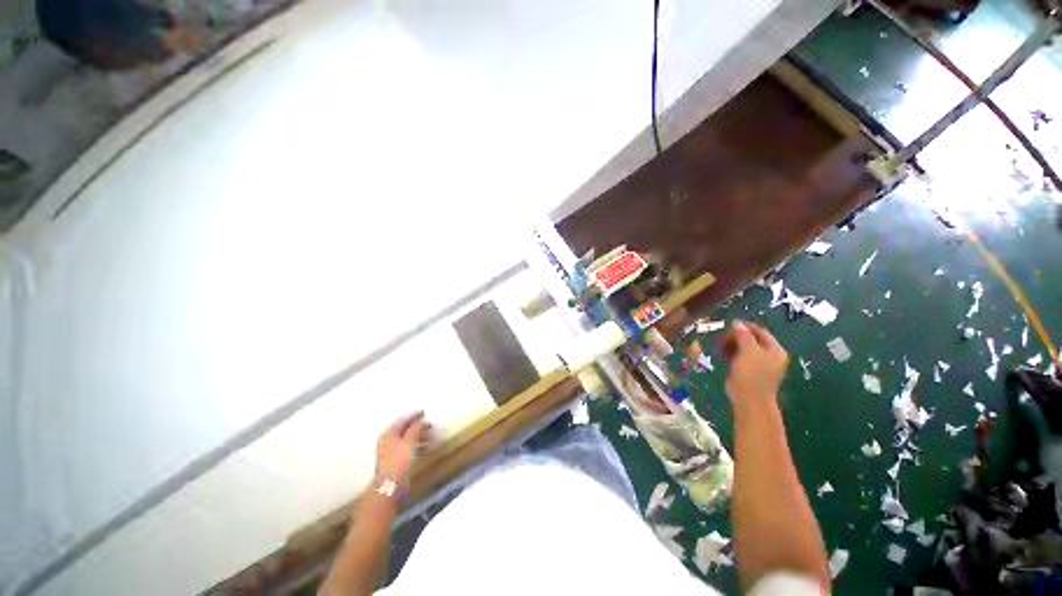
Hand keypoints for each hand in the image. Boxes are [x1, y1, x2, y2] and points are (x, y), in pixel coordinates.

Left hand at [375, 411, 431, 489]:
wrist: (389, 486)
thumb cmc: (399, 460)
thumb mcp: (410, 441)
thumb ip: (416, 428)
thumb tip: (421, 420)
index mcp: (389, 433)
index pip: (403, 420)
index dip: (414, 416)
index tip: (424, 413)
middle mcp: (387, 440)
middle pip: (404, 429)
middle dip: (418, 427)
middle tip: (429, 425)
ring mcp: (390, 451)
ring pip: (406, 439)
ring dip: (418, 437)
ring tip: (430, 437)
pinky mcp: (394, 461)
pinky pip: (407, 448)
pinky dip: (416, 445)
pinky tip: (424, 449)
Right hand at [723, 320, 788, 404]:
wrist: (749, 399)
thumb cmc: (751, 373)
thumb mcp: (748, 350)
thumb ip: (743, 335)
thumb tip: (737, 323)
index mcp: (775, 350)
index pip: (760, 332)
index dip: (744, 327)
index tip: (728, 326)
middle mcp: (770, 356)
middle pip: (752, 339)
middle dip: (736, 337)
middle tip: (722, 339)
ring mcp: (761, 365)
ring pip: (745, 348)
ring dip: (732, 345)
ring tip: (721, 348)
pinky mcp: (750, 372)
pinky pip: (741, 357)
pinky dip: (732, 354)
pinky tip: (723, 355)